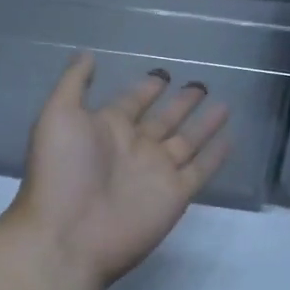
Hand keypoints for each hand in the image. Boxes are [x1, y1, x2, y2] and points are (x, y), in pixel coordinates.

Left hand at [7, 53, 231, 287]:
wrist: (68, 235)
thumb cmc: (60, 171)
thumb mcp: (58, 115)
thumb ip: (75, 83)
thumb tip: (88, 54)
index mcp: (106, 127)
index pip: (132, 101)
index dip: (146, 88)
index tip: (163, 73)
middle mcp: (134, 147)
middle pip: (164, 119)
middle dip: (180, 103)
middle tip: (200, 83)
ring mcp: (156, 171)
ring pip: (187, 141)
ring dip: (204, 123)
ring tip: (224, 103)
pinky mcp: (175, 195)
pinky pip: (200, 170)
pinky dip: (215, 156)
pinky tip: (230, 139)